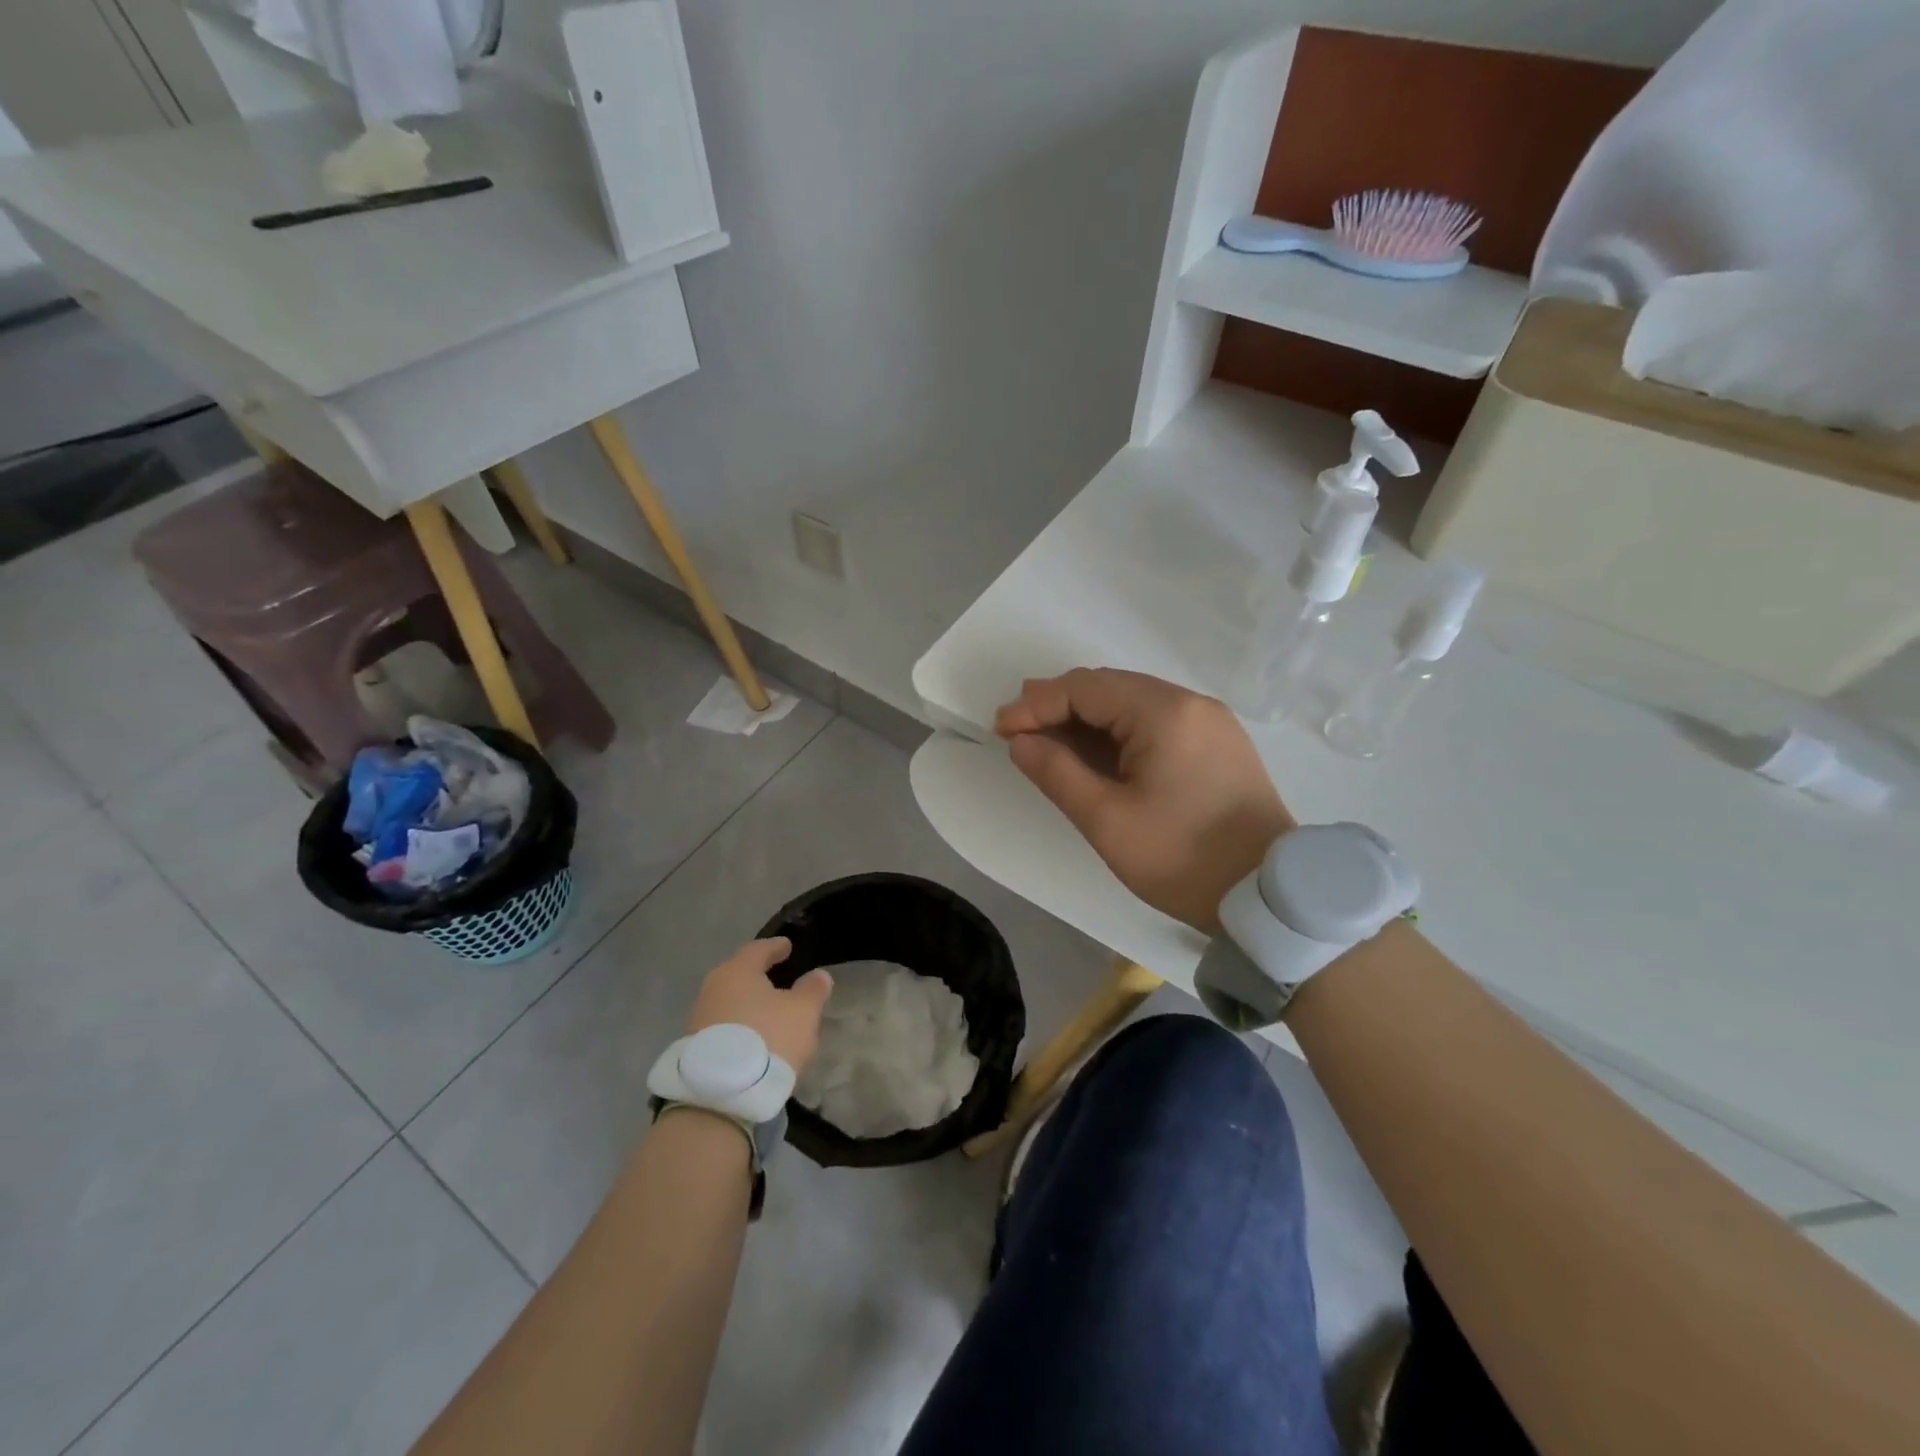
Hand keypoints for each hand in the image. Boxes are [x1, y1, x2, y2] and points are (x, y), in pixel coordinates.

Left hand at [686, 939, 833, 1072]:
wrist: (722, 1094)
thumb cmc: (768, 1037)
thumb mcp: (803, 1012)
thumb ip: (812, 990)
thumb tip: (818, 975)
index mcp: (738, 971)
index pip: (758, 949)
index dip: (775, 947)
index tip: (787, 946)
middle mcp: (713, 988)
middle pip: (739, 975)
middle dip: (758, 975)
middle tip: (777, 976)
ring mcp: (700, 1018)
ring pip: (730, 1001)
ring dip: (747, 1004)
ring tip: (767, 1011)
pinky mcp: (695, 1047)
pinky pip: (723, 1026)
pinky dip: (739, 1026)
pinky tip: (753, 1037)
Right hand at [995, 668, 1293, 933]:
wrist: (1269, 896)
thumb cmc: (1182, 859)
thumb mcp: (1107, 821)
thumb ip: (1057, 773)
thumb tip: (1020, 741)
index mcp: (1165, 713)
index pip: (1086, 689)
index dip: (1037, 704)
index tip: (1001, 728)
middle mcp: (1190, 703)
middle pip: (1110, 687)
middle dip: (1059, 703)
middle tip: (1018, 726)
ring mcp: (1210, 721)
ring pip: (1133, 703)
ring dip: (1088, 716)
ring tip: (1047, 734)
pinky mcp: (1218, 743)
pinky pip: (1157, 721)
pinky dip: (1118, 730)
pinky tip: (1096, 750)